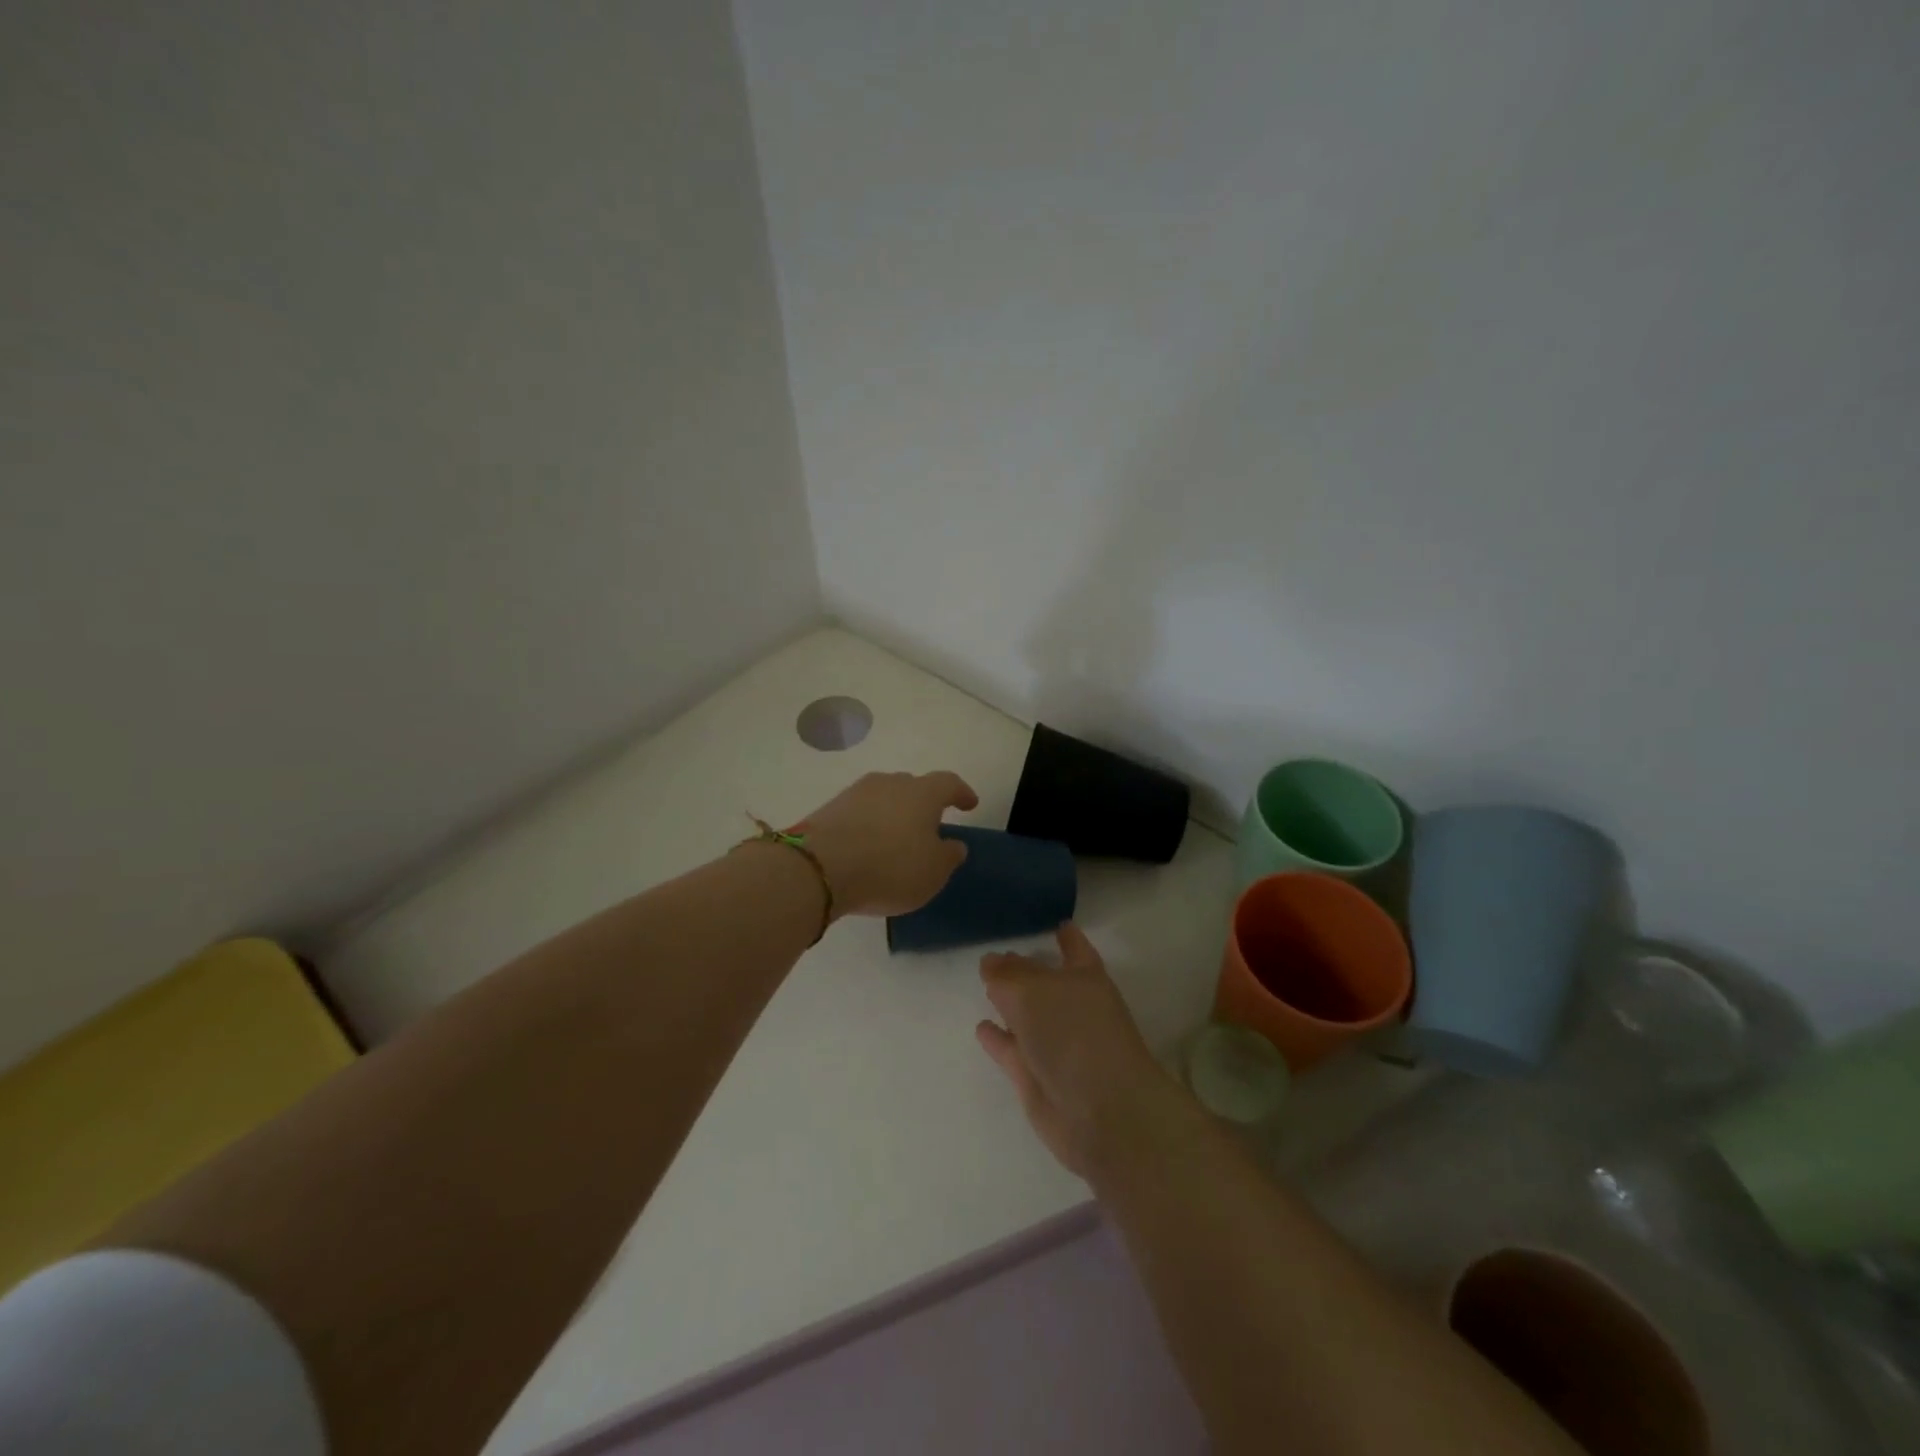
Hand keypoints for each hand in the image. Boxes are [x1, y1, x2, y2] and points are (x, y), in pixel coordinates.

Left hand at [796, 770, 979, 918]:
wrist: (819, 868)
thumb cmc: (890, 867)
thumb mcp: (933, 872)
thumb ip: (949, 856)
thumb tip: (954, 844)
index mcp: (922, 793)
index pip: (949, 783)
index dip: (961, 793)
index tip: (970, 804)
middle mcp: (890, 783)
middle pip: (913, 786)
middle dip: (924, 803)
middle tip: (930, 825)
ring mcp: (856, 793)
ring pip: (884, 797)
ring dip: (894, 814)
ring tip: (897, 838)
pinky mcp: (830, 809)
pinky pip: (860, 813)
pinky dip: (869, 825)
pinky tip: (868, 846)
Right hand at [975, 924, 1183, 1178]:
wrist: (1099, 1113)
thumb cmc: (1073, 1035)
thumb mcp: (1033, 991)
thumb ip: (1007, 975)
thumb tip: (990, 962)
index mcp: (1084, 978)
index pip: (1075, 950)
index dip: (1067, 938)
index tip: (1057, 924)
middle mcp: (1070, 1008)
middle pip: (1043, 982)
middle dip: (1024, 969)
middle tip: (996, 954)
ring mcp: (1054, 1045)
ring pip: (1026, 1016)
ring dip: (1008, 1003)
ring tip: (986, 985)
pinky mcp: (1036, 1078)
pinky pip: (1011, 1049)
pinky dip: (998, 1038)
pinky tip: (981, 1027)